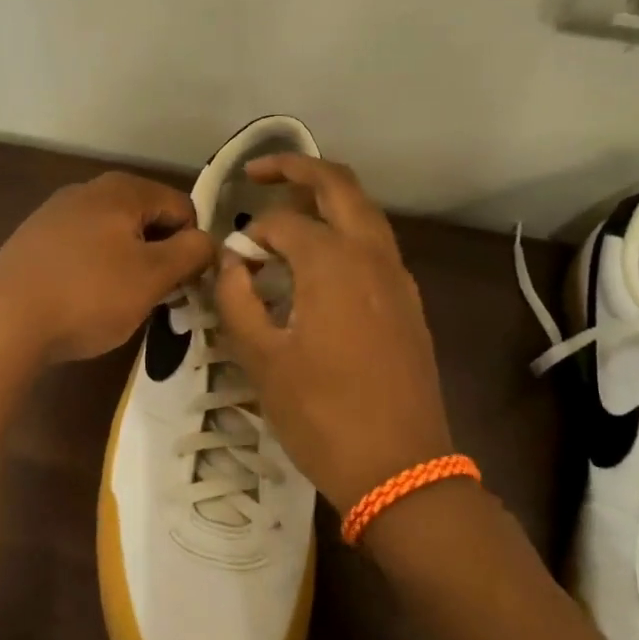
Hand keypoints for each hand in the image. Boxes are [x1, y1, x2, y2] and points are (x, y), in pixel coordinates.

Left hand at [0, 170, 214, 367]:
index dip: (193, 245)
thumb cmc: (88, 295)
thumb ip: (191, 253)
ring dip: (127, 265)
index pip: (183, 207)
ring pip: (113, 236)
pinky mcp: (32, 242)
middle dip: (159, 255)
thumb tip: (209, 241)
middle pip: (146, 219)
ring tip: (119, 303)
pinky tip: (83, 301)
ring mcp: (54, 214)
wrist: (1, 323)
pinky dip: (94, 271)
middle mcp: (87, 190)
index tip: (186, 284)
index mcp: (122, 189)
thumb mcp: (153, 277)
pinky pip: (81, 250)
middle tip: (157, 297)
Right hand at [214, 155, 454, 516]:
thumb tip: (231, 262)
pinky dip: (344, 231)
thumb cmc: (322, 415)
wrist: (403, 471)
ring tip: (287, 211)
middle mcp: (372, 255)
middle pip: (339, 185)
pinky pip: (375, 244)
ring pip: (364, 212)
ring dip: (325, 198)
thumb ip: (237, 299)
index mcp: (333, 262)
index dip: (249, 235)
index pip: (282, 223)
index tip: (230, 262)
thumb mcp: (262, 359)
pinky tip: (319, 263)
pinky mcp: (408, 302)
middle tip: (258, 172)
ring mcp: (398, 277)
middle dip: (297, 168)